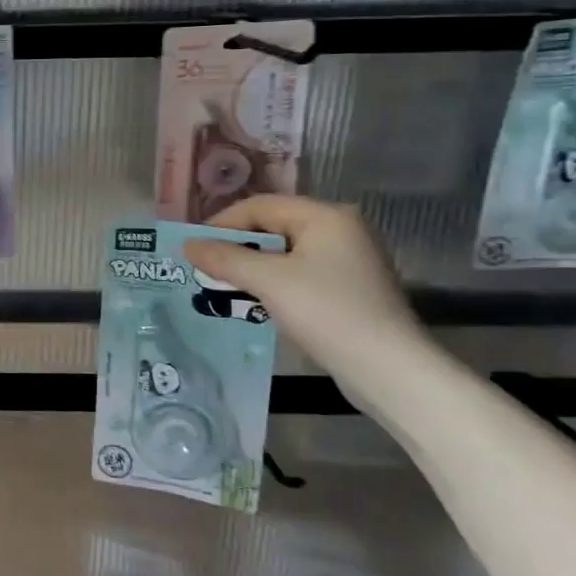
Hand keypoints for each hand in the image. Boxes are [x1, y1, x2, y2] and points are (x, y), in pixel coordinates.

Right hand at [182, 195, 427, 383]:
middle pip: (273, 226)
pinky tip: (254, 301)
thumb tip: (187, 244)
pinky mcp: (349, 288)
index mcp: (326, 217)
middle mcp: (341, 230)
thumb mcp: (268, 281)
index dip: (222, 223)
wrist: (388, 369)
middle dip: (236, 246)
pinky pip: (298, 273)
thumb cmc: (327, 312)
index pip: (261, 205)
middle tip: (204, 267)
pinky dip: (272, 282)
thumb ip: (225, 258)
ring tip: (222, 285)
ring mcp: (348, 260)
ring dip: (251, 266)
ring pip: (284, 253)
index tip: (194, 247)